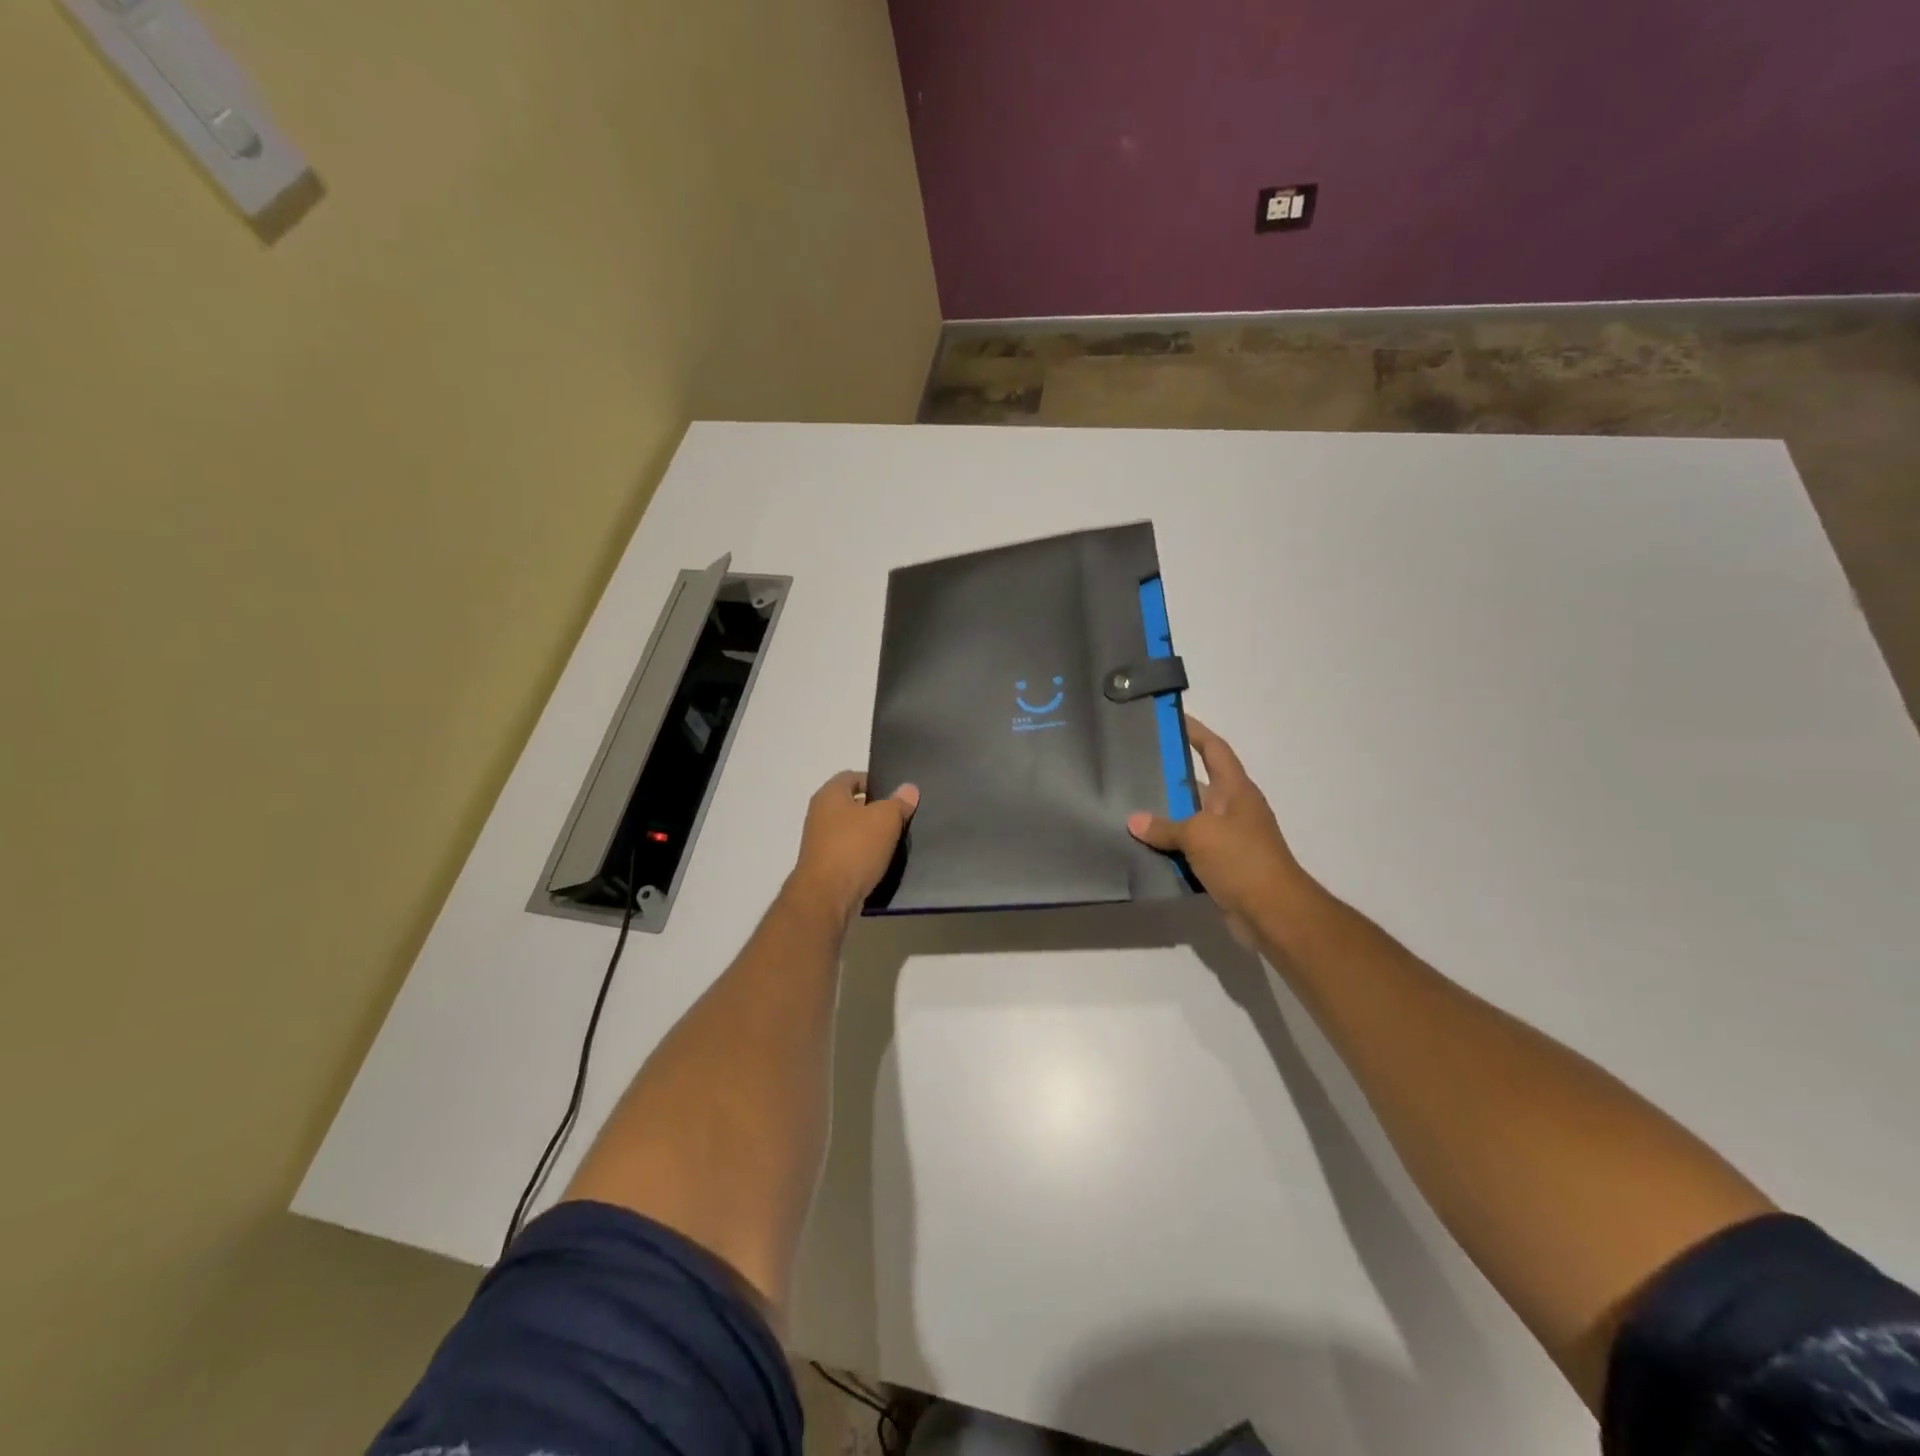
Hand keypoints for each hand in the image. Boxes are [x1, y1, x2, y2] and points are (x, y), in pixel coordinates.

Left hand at [785, 772, 919, 922]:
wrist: (826, 897)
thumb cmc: (854, 848)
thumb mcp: (886, 819)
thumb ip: (898, 802)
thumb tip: (908, 789)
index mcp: (829, 795)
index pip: (852, 777)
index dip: (874, 782)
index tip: (896, 794)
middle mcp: (819, 814)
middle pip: (852, 804)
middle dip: (876, 810)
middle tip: (901, 817)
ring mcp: (819, 842)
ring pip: (851, 831)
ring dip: (871, 835)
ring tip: (896, 841)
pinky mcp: (824, 866)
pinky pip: (849, 853)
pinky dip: (863, 855)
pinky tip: (881, 862)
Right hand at [1128, 716, 1307, 936]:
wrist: (1273, 914)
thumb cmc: (1242, 860)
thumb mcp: (1199, 835)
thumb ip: (1165, 826)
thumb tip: (1134, 821)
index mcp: (1235, 791)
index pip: (1214, 750)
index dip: (1195, 732)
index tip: (1171, 719)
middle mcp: (1232, 810)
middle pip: (1197, 784)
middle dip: (1168, 776)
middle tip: (1132, 765)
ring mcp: (1228, 839)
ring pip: (1189, 819)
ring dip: (1164, 816)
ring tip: (1127, 805)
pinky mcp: (1220, 866)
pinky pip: (1188, 849)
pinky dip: (1168, 847)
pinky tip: (1141, 846)